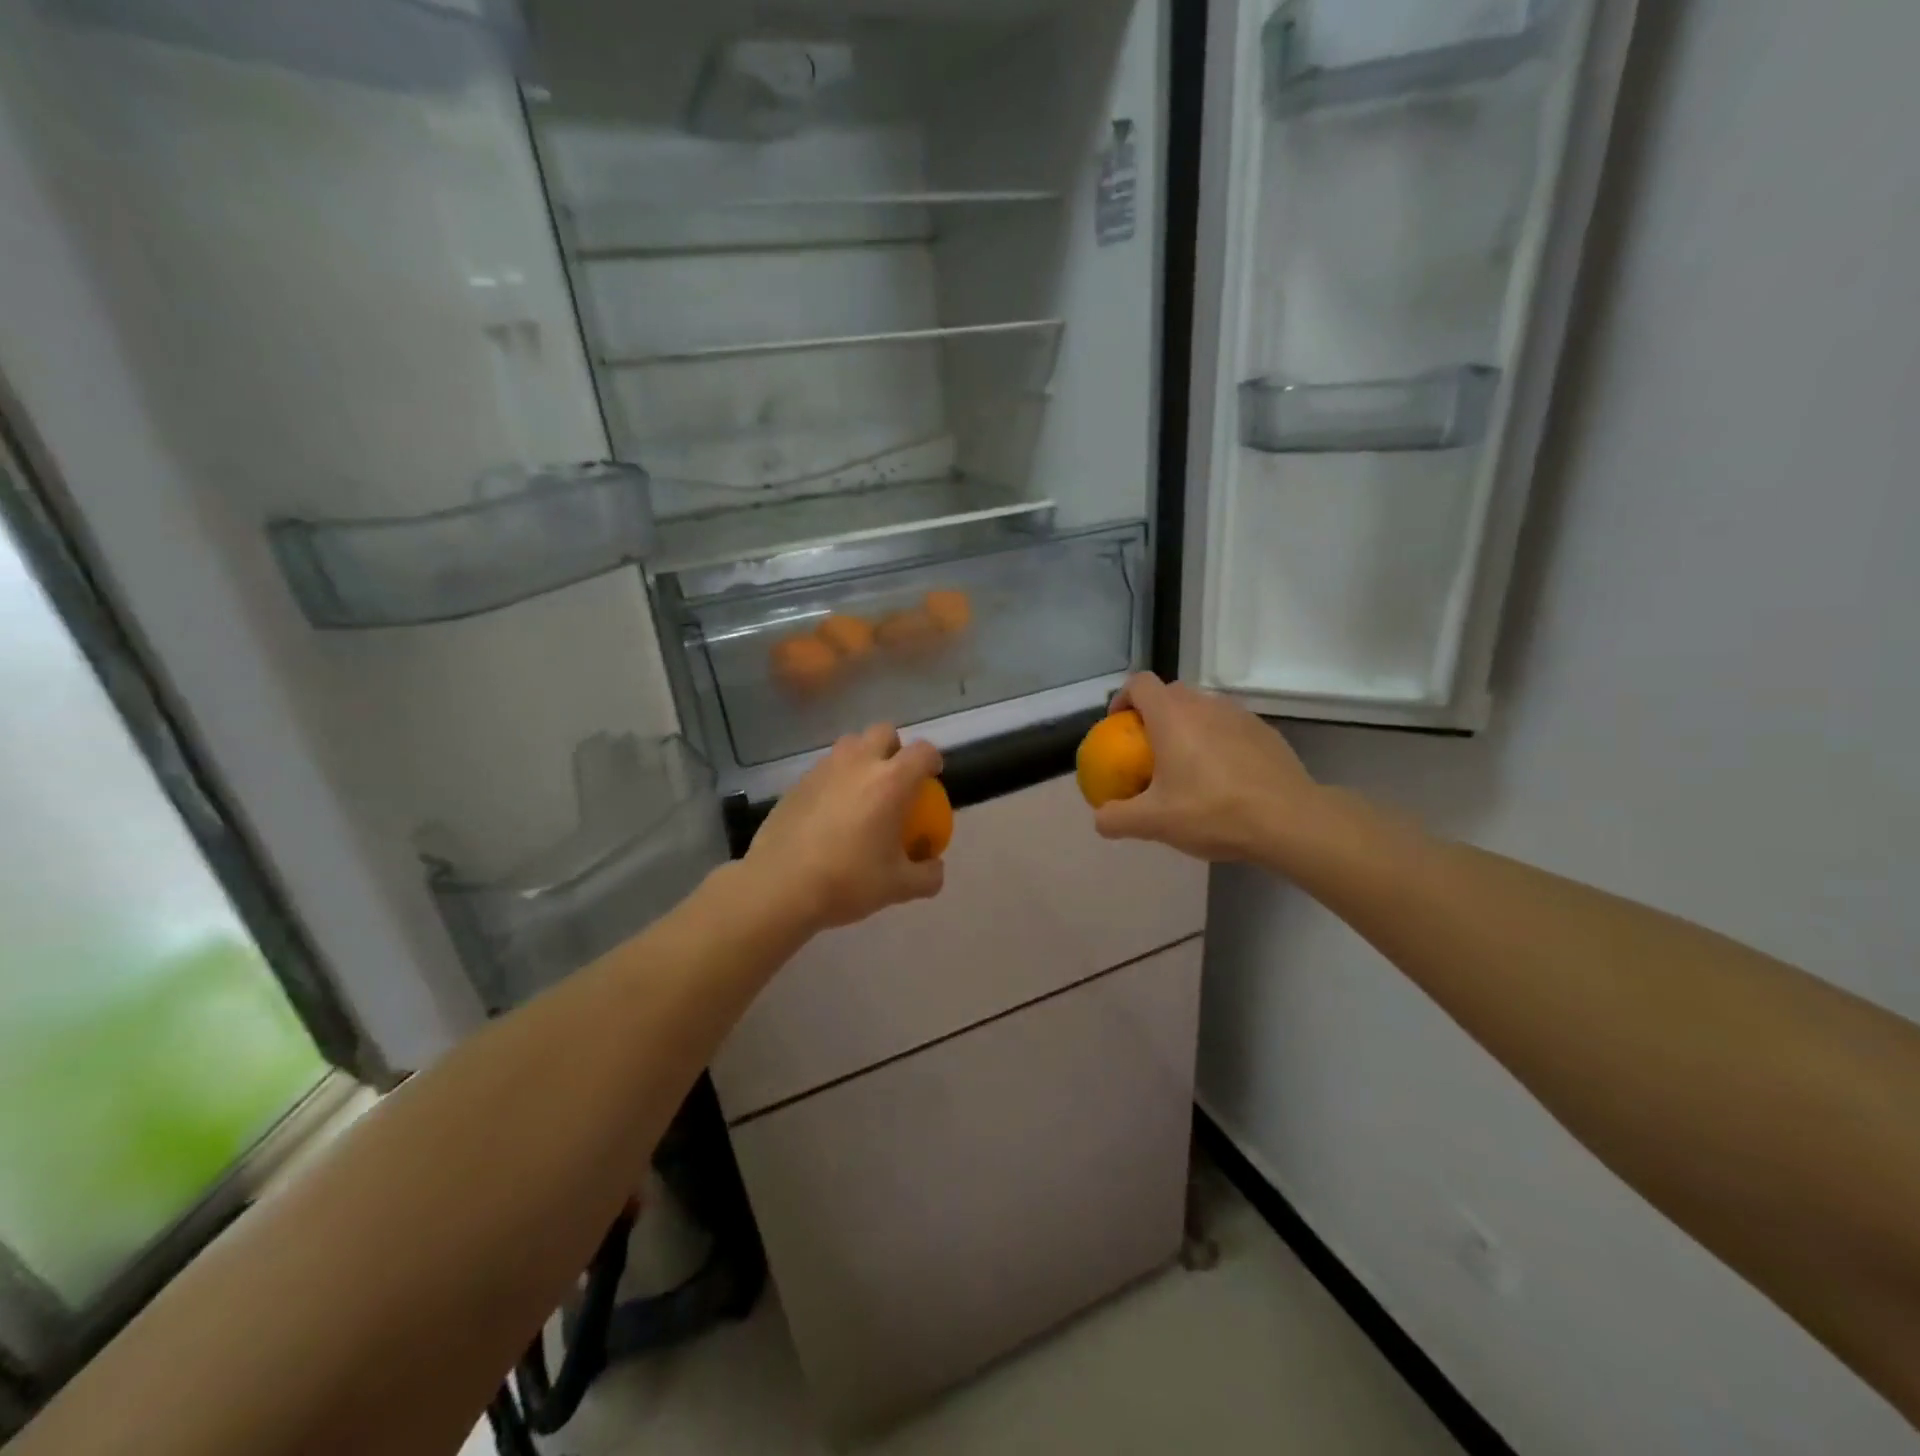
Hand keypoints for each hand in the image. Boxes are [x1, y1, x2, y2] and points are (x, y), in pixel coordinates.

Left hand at [744, 725, 945, 931]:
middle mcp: (859, 763)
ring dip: (862, 758)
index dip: (932, 760)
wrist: (780, 885)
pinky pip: (824, 768)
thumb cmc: (848, 881)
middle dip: (895, 748)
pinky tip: (830, 812)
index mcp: (892, 781)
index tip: (932, 777)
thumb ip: (927, 875)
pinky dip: (835, 779)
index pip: (923, 751)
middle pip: (884, 732)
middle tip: (895, 779)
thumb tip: (934, 865)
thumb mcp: (898, 887)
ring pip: (850, 744)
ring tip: (862, 792)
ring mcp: (824, 769)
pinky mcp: (797, 782)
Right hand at [1093, 673, 1318, 863]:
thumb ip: (1117, 818)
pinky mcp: (1265, 731)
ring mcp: (1239, 715)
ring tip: (1186, 766)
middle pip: (1170, 694)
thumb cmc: (1212, 811)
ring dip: (1187, 728)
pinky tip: (1222, 778)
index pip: (1139, 684)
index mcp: (1172, 716)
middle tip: (1148, 752)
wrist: (1289, 820)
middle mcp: (1204, 704)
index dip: (1123, 699)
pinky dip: (1217, 741)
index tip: (1117, 727)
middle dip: (1153, 715)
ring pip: (1202, 709)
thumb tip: (1100, 819)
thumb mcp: (1154, 823)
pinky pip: (1229, 727)